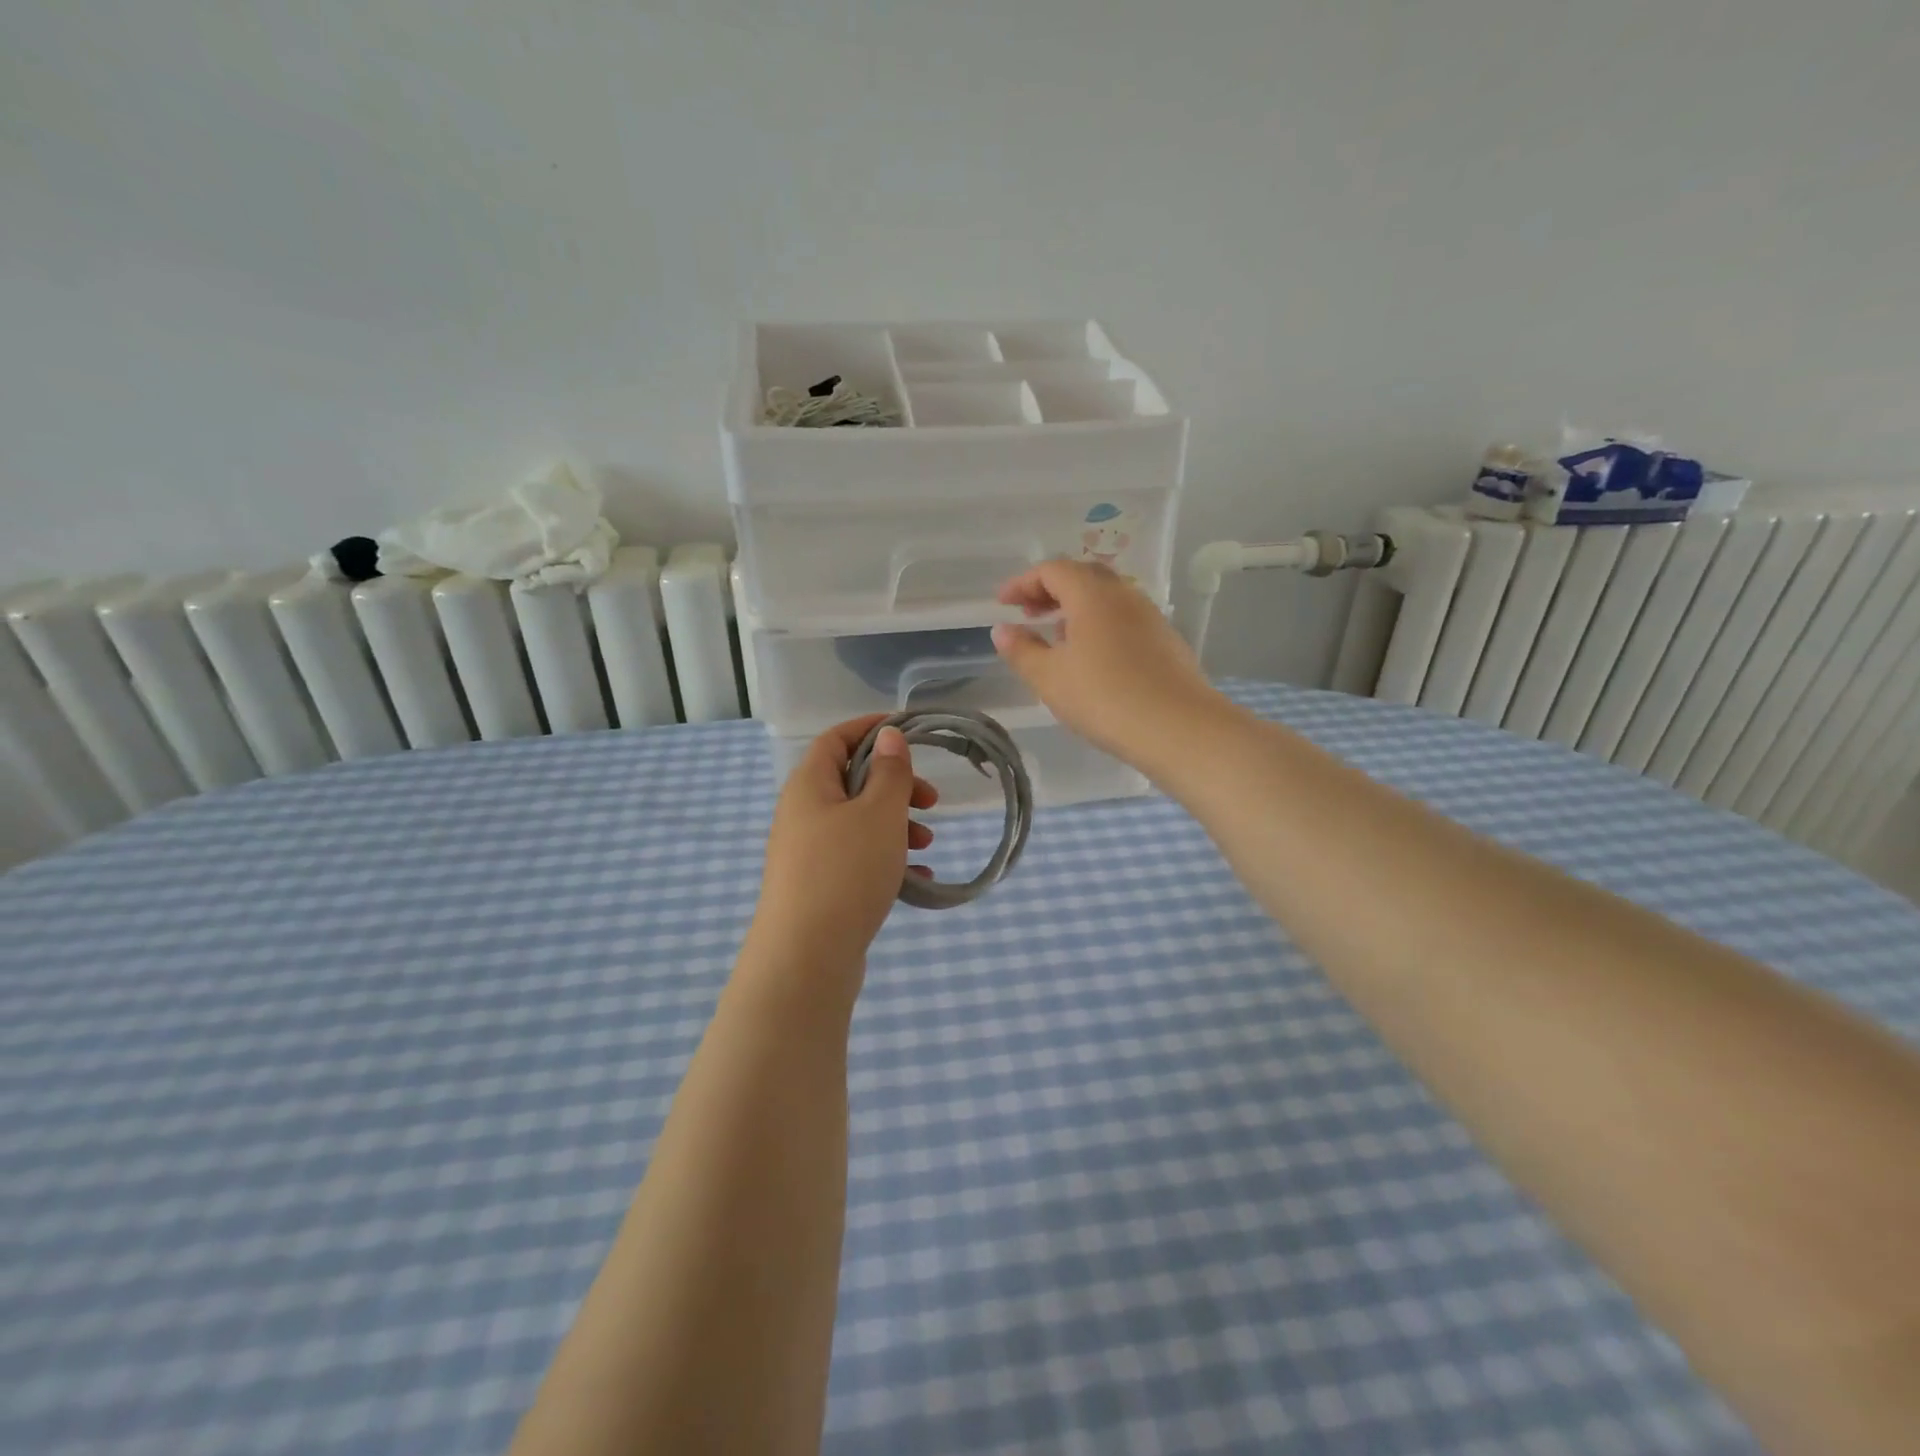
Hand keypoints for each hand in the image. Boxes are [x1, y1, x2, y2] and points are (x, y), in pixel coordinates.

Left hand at [745, 716, 939, 992]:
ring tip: (927, 843)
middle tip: (931, 800)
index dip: (870, 728)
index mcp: (809, 786)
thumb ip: (890, 772)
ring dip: (896, 824)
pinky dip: (886, 859)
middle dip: (895, 785)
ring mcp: (807, 853)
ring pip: (858, 822)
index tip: (909, 731)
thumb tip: (887, 735)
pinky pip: (856, 859)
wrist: (805, 960)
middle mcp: (802, 814)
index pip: (836, 739)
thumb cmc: (845, 872)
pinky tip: (917, 879)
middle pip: (851, 781)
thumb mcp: (879, 814)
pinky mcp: (817, 887)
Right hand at [992, 559, 1224, 767]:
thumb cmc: (1105, 698)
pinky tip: (1093, 657)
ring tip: (1057, 636)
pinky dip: (1099, 624)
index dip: (1023, 582)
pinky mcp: (1166, 640)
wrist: (1179, 728)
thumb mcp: (1050, 678)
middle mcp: (1124, 594)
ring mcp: (1150, 616)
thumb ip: (1022, 651)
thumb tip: (1002, 630)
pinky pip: (1124, 618)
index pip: (1052, 570)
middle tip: (1028, 613)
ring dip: (1076, 607)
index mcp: (1092, 595)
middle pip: (1082, 576)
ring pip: (1106, 597)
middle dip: (1050, 590)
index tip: (1002, 603)